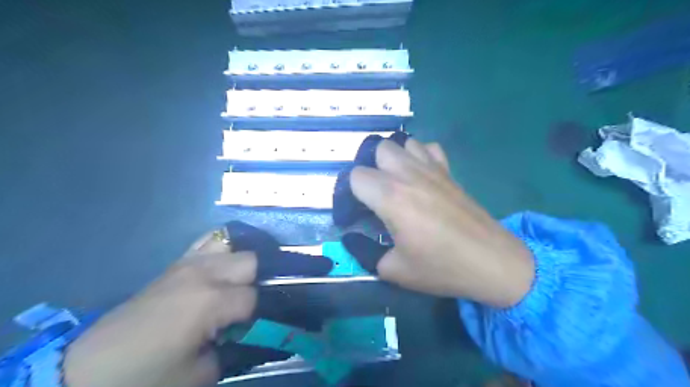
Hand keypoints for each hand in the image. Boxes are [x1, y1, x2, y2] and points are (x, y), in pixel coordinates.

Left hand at [63, 232, 258, 386]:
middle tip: (244, 304)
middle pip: (250, 260)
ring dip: (240, 264)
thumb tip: (245, 331)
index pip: (253, 297)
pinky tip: (220, 266)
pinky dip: (221, 250)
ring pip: (232, 246)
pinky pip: (208, 242)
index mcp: (211, 300)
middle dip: (255, 281)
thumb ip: (232, 348)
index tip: (248, 326)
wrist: (93, 367)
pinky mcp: (176, 263)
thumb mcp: (200, 374)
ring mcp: (189, 263)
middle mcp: (205, 273)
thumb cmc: (148, 374)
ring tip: (235, 284)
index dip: (255, 314)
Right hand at [345, 139, 532, 308]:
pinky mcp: (449, 171)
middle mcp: (408, 174)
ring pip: (402, 143)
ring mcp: (432, 169)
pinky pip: (428, 148)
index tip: (354, 213)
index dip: (349, 193)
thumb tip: (352, 238)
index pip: (355, 176)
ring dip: (392, 159)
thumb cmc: (442, 267)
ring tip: (394, 182)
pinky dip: (419, 155)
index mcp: (391, 197)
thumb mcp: (394, 270)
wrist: (492, 262)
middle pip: (377, 148)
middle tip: (373, 195)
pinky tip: (420, 176)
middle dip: (369, 169)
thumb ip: (363, 252)